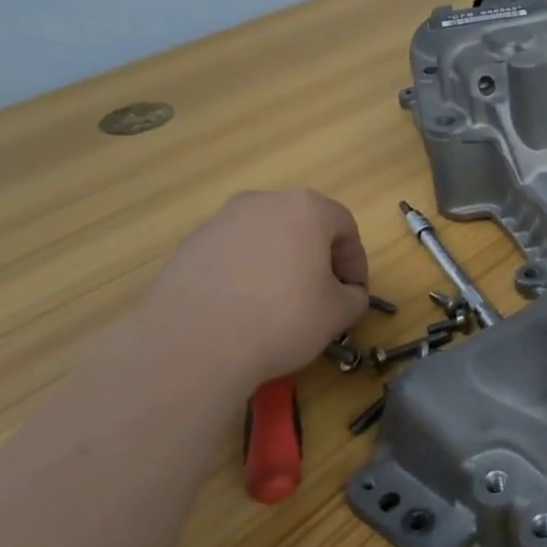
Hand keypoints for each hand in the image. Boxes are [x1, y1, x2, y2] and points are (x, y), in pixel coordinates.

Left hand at [145, 189, 371, 388]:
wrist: (196, 344)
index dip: (355, 261)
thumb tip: (347, 294)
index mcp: (306, 209)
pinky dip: (244, 273)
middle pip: (303, 225)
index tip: (353, 293)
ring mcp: (221, 221)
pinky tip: (242, 309)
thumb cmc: (283, 319)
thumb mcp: (338, 313)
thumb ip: (354, 297)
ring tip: (277, 304)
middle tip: (320, 294)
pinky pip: (232, 255)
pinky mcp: (190, 246)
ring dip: (278, 263)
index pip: (345, 227)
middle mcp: (263, 203)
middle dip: (316, 257)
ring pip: (264, 238)